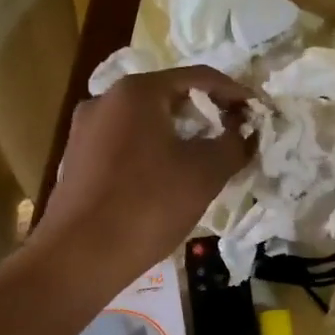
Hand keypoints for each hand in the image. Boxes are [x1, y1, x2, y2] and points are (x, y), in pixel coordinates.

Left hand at [36, 66, 253, 286]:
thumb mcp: (205, 173)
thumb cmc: (148, 205)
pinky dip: (153, 154)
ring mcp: (85, 131)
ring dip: (179, 136)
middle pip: (168, 97)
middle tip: (233, 137)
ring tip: (204, 161)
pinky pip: (125, 146)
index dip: (234, 92)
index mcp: (137, 92)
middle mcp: (105, 100)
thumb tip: (245, 132)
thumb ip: (233, 144)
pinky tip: (167, 181)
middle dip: (205, 115)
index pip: (198, 77)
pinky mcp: (77, 161)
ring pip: (145, 123)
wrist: (79, 256)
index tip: (258, 112)